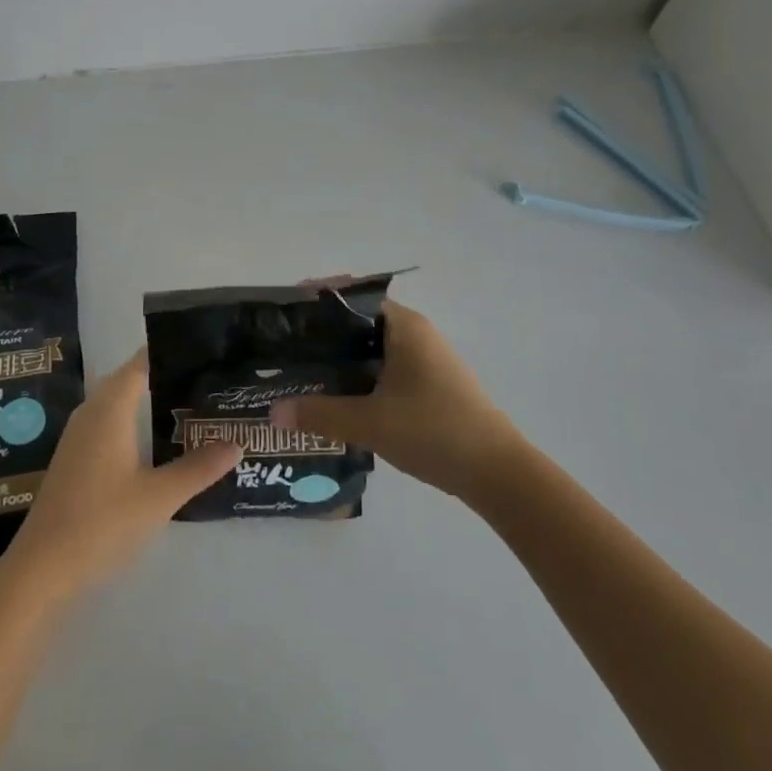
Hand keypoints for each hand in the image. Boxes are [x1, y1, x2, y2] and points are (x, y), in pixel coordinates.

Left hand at [6, 349, 240, 594]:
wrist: (41, 570)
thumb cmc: (102, 522)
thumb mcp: (159, 497)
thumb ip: (199, 467)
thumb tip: (237, 443)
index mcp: (110, 408)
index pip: (142, 363)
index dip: (170, 353)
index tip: (204, 351)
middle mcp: (92, 412)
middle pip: (132, 380)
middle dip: (166, 377)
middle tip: (208, 380)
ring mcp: (79, 436)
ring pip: (120, 403)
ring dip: (151, 402)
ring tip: (192, 406)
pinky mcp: (75, 458)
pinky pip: (110, 424)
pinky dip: (136, 423)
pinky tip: (158, 443)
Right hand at [271, 301, 524, 500]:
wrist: (498, 472)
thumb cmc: (434, 431)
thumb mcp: (371, 423)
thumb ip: (320, 414)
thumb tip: (273, 412)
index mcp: (404, 326)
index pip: (353, 298)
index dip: (318, 302)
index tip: (286, 314)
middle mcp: (417, 333)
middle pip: (360, 322)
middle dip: (325, 333)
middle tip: (287, 348)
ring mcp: (427, 359)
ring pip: (374, 348)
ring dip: (343, 357)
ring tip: (305, 372)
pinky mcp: (432, 384)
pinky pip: (387, 367)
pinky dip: (362, 375)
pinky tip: (341, 397)